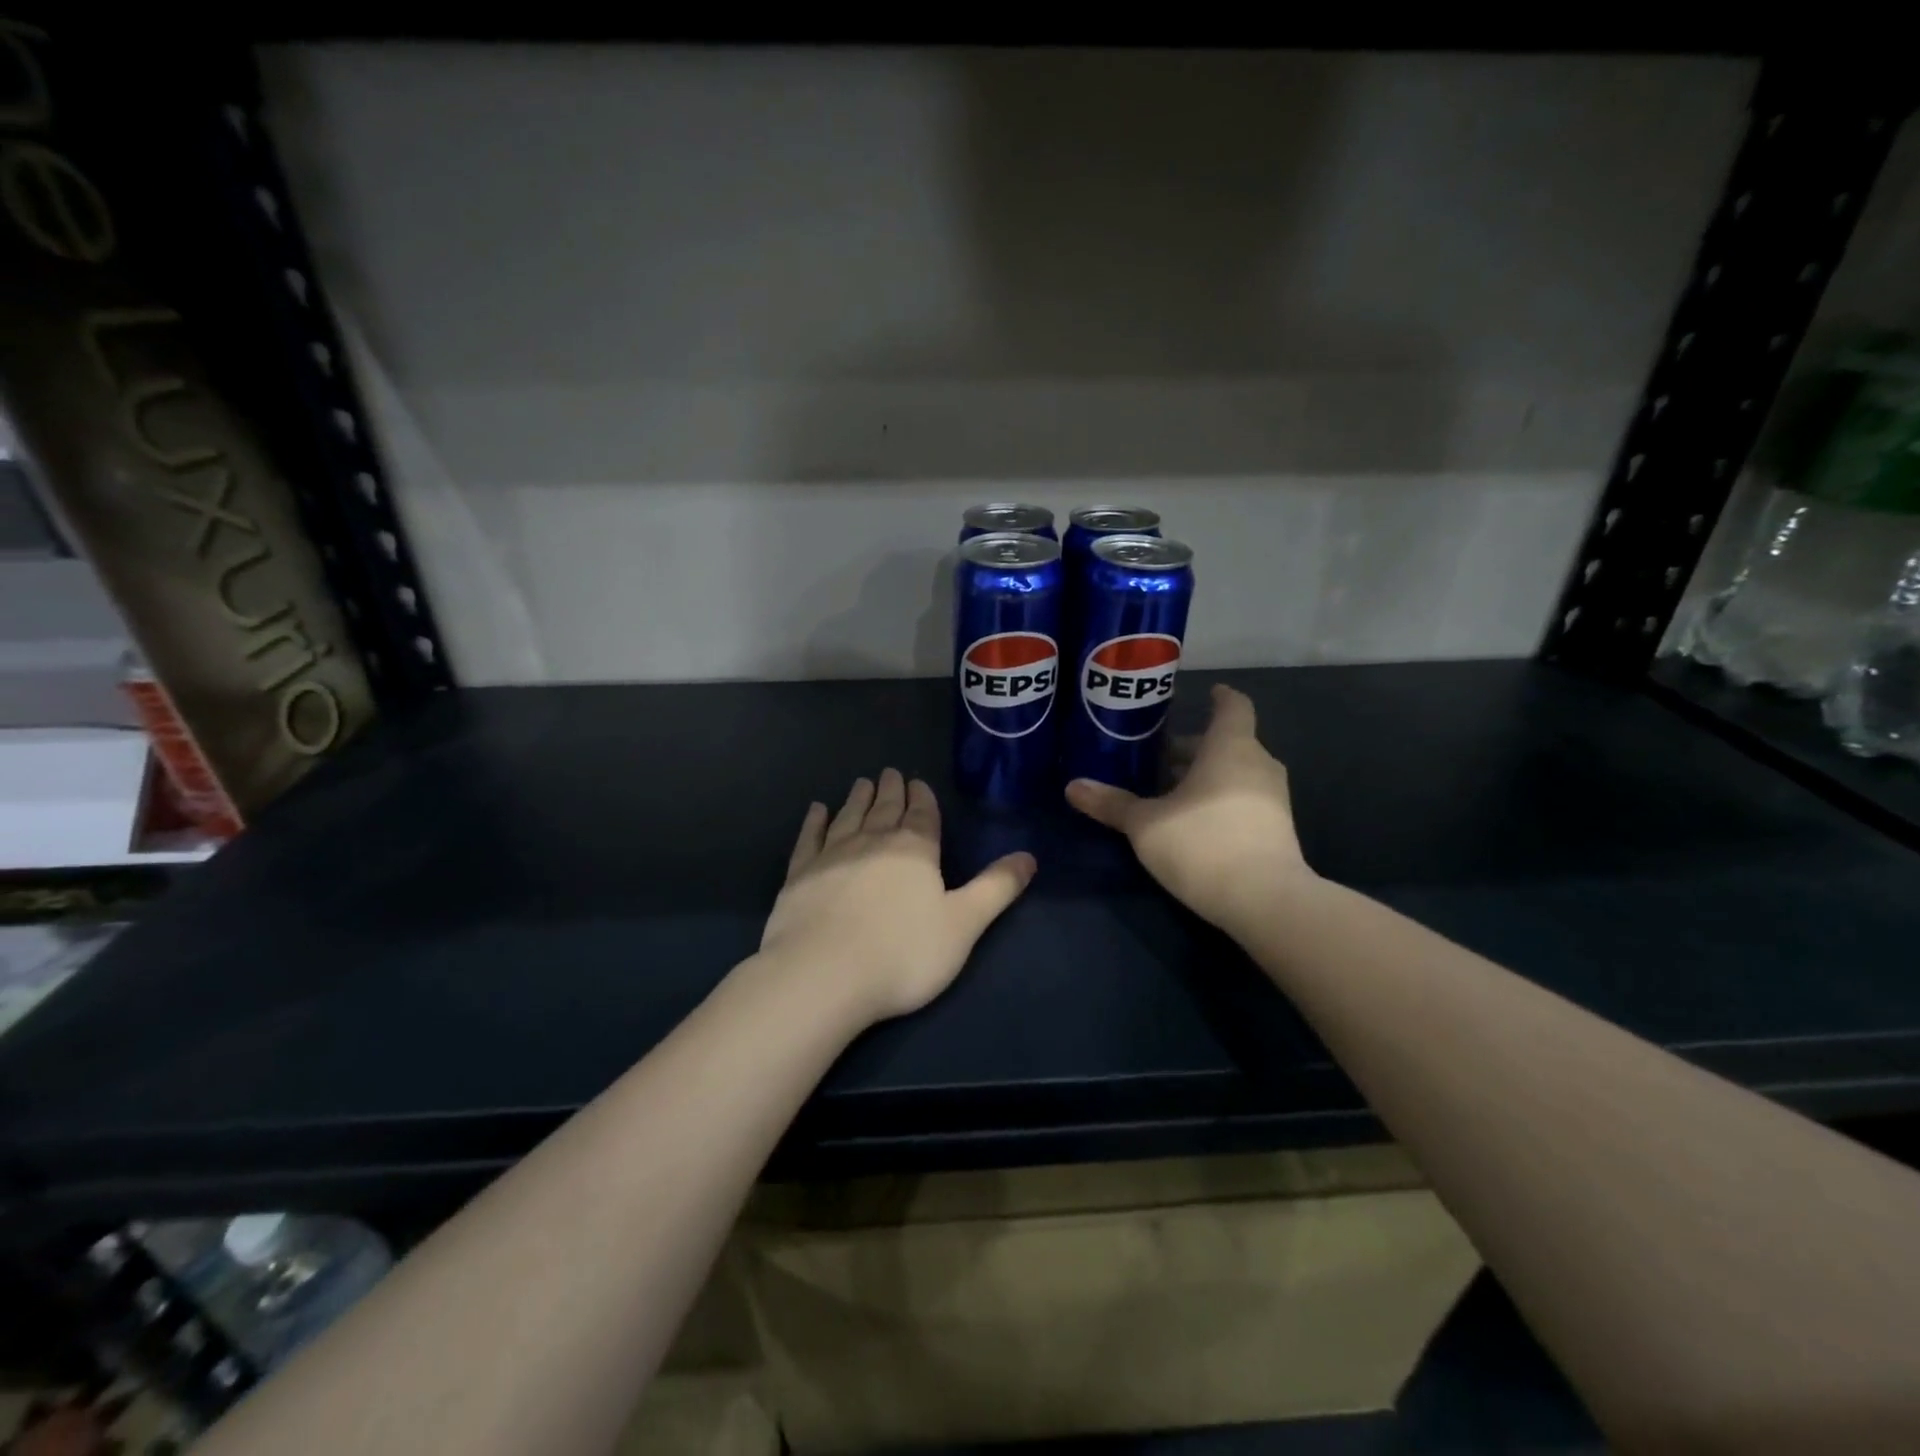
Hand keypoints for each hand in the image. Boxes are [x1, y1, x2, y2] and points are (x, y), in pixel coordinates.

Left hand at [760, 768, 1036, 1022]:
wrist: (823, 974)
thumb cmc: (903, 953)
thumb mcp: (964, 923)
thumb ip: (996, 888)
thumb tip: (1029, 856)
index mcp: (915, 850)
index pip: (922, 814)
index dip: (922, 798)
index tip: (917, 782)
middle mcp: (873, 842)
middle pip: (884, 809)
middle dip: (890, 790)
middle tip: (890, 773)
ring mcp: (831, 855)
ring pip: (849, 816)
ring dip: (857, 798)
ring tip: (862, 782)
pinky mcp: (799, 874)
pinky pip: (809, 838)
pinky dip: (814, 821)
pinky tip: (817, 810)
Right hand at [1066, 684, 1311, 933]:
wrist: (1266, 902)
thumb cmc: (1202, 843)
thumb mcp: (1145, 824)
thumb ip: (1112, 803)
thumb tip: (1073, 786)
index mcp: (1230, 748)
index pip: (1234, 707)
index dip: (1221, 697)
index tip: (1209, 692)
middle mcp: (1258, 765)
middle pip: (1228, 743)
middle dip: (1194, 747)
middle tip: (1158, 755)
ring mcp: (1273, 800)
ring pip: (1236, 773)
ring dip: (1205, 776)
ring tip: (1167, 790)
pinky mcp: (1276, 830)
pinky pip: (1244, 800)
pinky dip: (1219, 800)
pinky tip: (1191, 822)